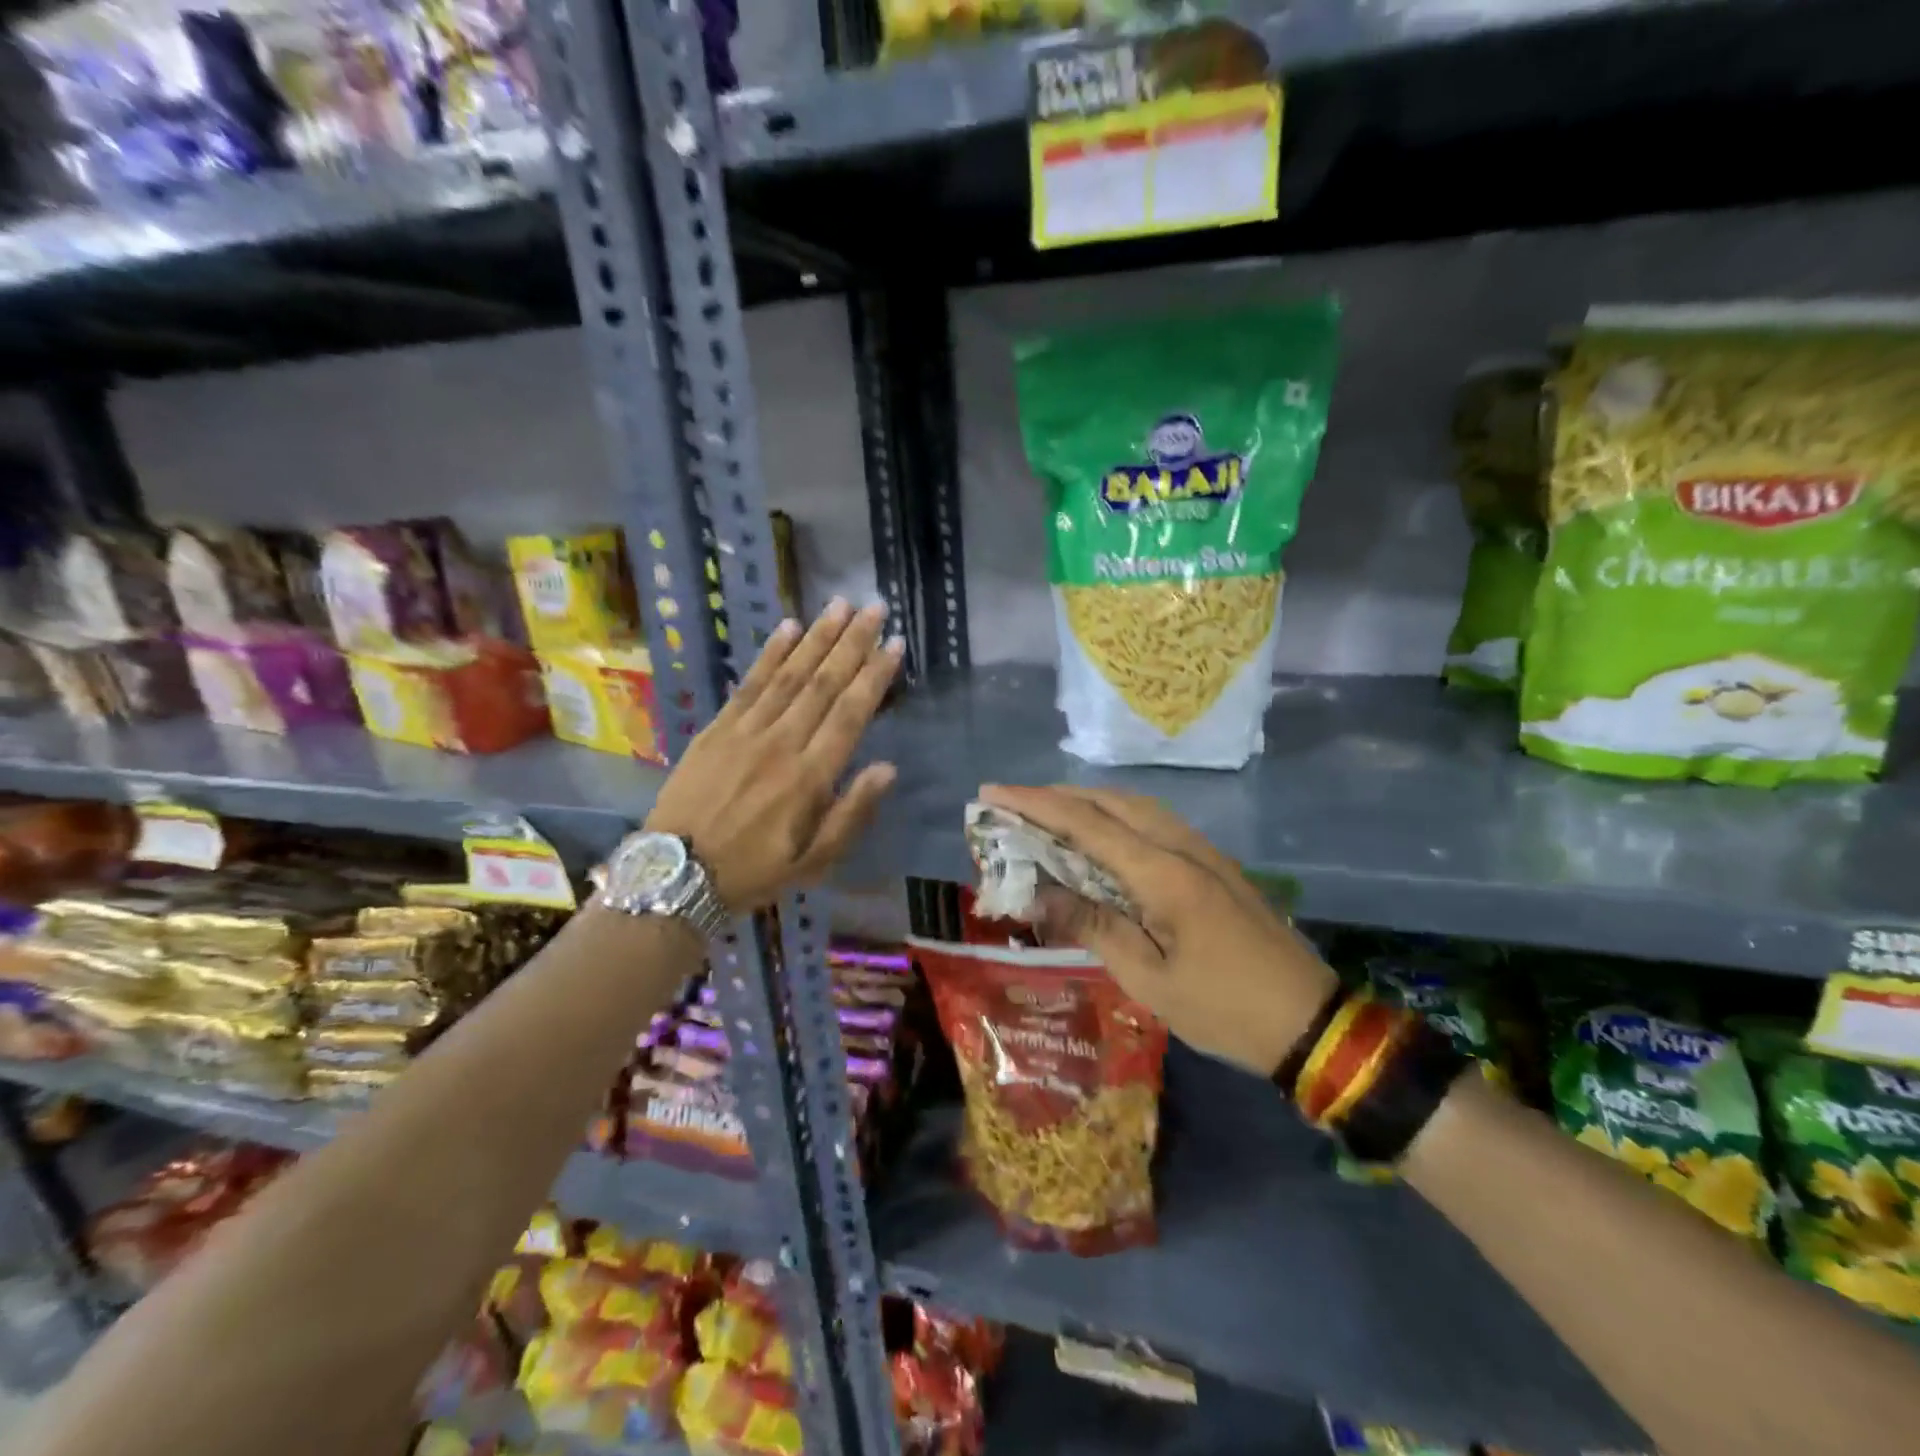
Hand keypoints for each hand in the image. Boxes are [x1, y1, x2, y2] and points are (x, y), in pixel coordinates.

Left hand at [648, 600, 901, 910]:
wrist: (677, 873)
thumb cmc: (754, 871)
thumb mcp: (814, 862)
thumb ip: (851, 813)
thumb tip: (887, 768)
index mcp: (810, 777)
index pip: (851, 714)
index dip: (875, 676)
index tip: (894, 644)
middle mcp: (782, 743)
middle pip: (824, 683)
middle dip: (852, 642)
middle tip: (874, 607)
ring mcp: (746, 731)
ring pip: (790, 675)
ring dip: (817, 637)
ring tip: (840, 605)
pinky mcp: (717, 728)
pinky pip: (749, 683)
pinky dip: (770, 654)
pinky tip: (788, 628)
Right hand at [979, 784, 1336, 1075]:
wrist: (1310, 1021)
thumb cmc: (1224, 1008)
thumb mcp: (1148, 979)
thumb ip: (1093, 926)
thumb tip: (1039, 894)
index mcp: (1163, 873)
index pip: (1086, 823)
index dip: (1034, 805)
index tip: (991, 794)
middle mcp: (1182, 846)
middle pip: (1110, 801)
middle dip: (1056, 796)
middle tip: (1012, 804)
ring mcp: (1202, 851)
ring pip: (1135, 806)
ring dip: (1087, 802)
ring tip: (1047, 814)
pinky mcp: (1212, 864)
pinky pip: (1153, 822)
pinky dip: (1115, 817)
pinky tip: (1100, 836)